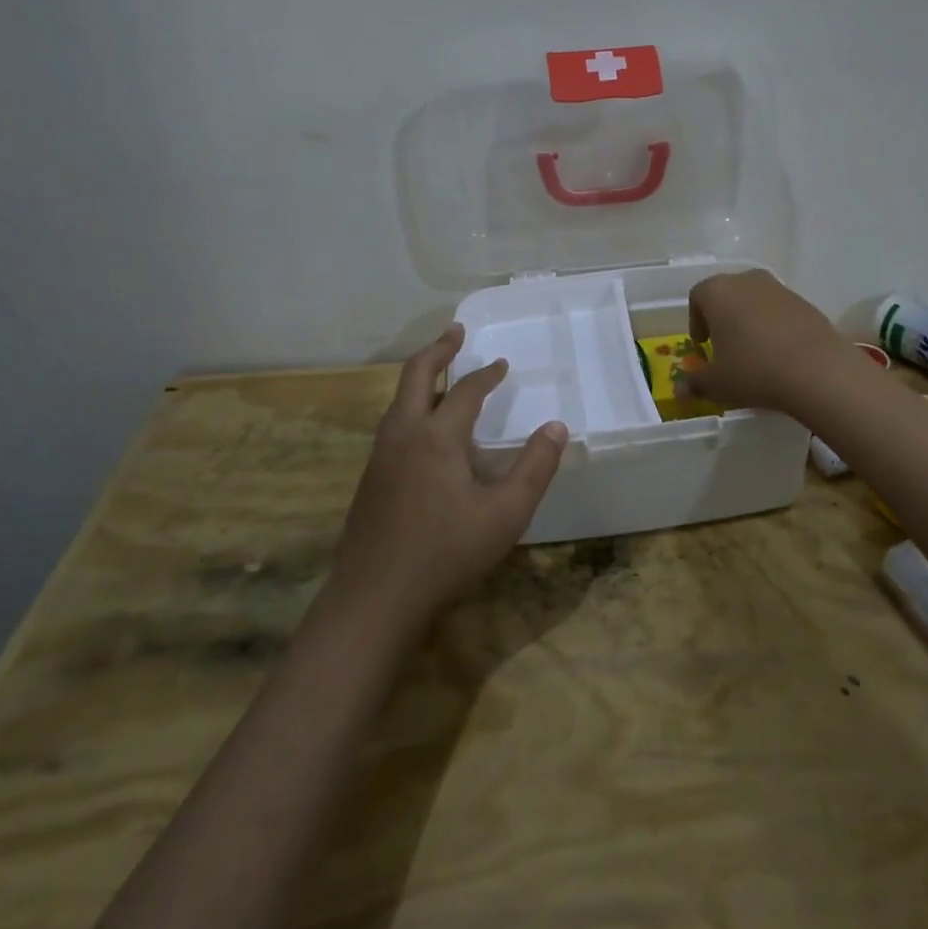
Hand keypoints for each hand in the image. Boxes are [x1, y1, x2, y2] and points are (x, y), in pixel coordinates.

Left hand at [328, 324, 567, 632]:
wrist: (373, 598)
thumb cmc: (445, 553)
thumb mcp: (505, 514)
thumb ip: (534, 468)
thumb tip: (557, 427)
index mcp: (437, 436)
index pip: (467, 390)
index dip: (487, 374)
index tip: (503, 364)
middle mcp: (404, 434)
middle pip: (416, 375)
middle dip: (438, 349)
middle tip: (456, 331)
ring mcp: (381, 455)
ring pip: (399, 399)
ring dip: (422, 376)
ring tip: (442, 371)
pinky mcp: (370, 478)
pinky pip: (393, 423)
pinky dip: (411, 404)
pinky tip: (424, 427)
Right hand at [683, 269, 856, 414]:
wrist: (817, 371)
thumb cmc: (753, 371)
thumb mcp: (717, 384)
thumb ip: (695, 383)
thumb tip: (680, 389)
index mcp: (718, 291)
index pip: (697, 297)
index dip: (695, 321)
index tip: (702, 345)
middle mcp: (747, 280)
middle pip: (727, 294)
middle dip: (723, 318)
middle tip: (725, 347)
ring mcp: (779, 288)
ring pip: (755, 301)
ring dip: (750, 321)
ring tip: (754, 352)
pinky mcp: (805, 302)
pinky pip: (780, 311)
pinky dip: (775, 326)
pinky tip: (780, 353)